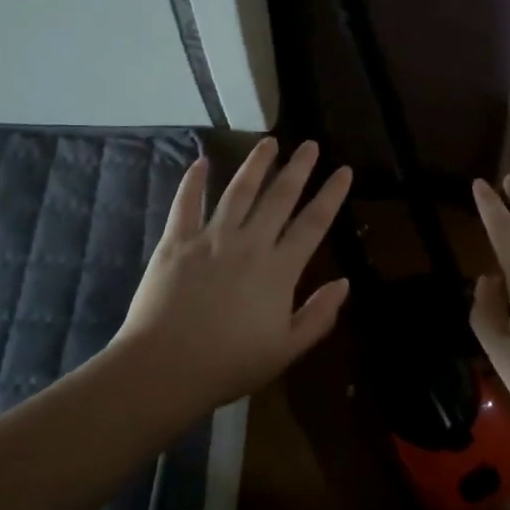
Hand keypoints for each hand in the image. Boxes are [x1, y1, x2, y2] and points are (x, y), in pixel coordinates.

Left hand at [110, 138, 352, 411]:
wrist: (165, 368)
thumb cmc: (229, 365)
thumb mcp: (286, 351)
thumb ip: (318, 316)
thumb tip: (345, 283)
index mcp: (279, 270)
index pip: (313, 223)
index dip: (331, 195)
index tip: (343, 170)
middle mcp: (249, 243)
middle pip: (279, 197)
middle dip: (299, 168)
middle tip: (310, 144)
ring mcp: (211, 238)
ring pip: (239, 190)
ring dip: (256, 164)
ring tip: (269, 142)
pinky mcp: (176, 241)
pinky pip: (186, 203)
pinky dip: (193, 181)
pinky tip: (201, 161)